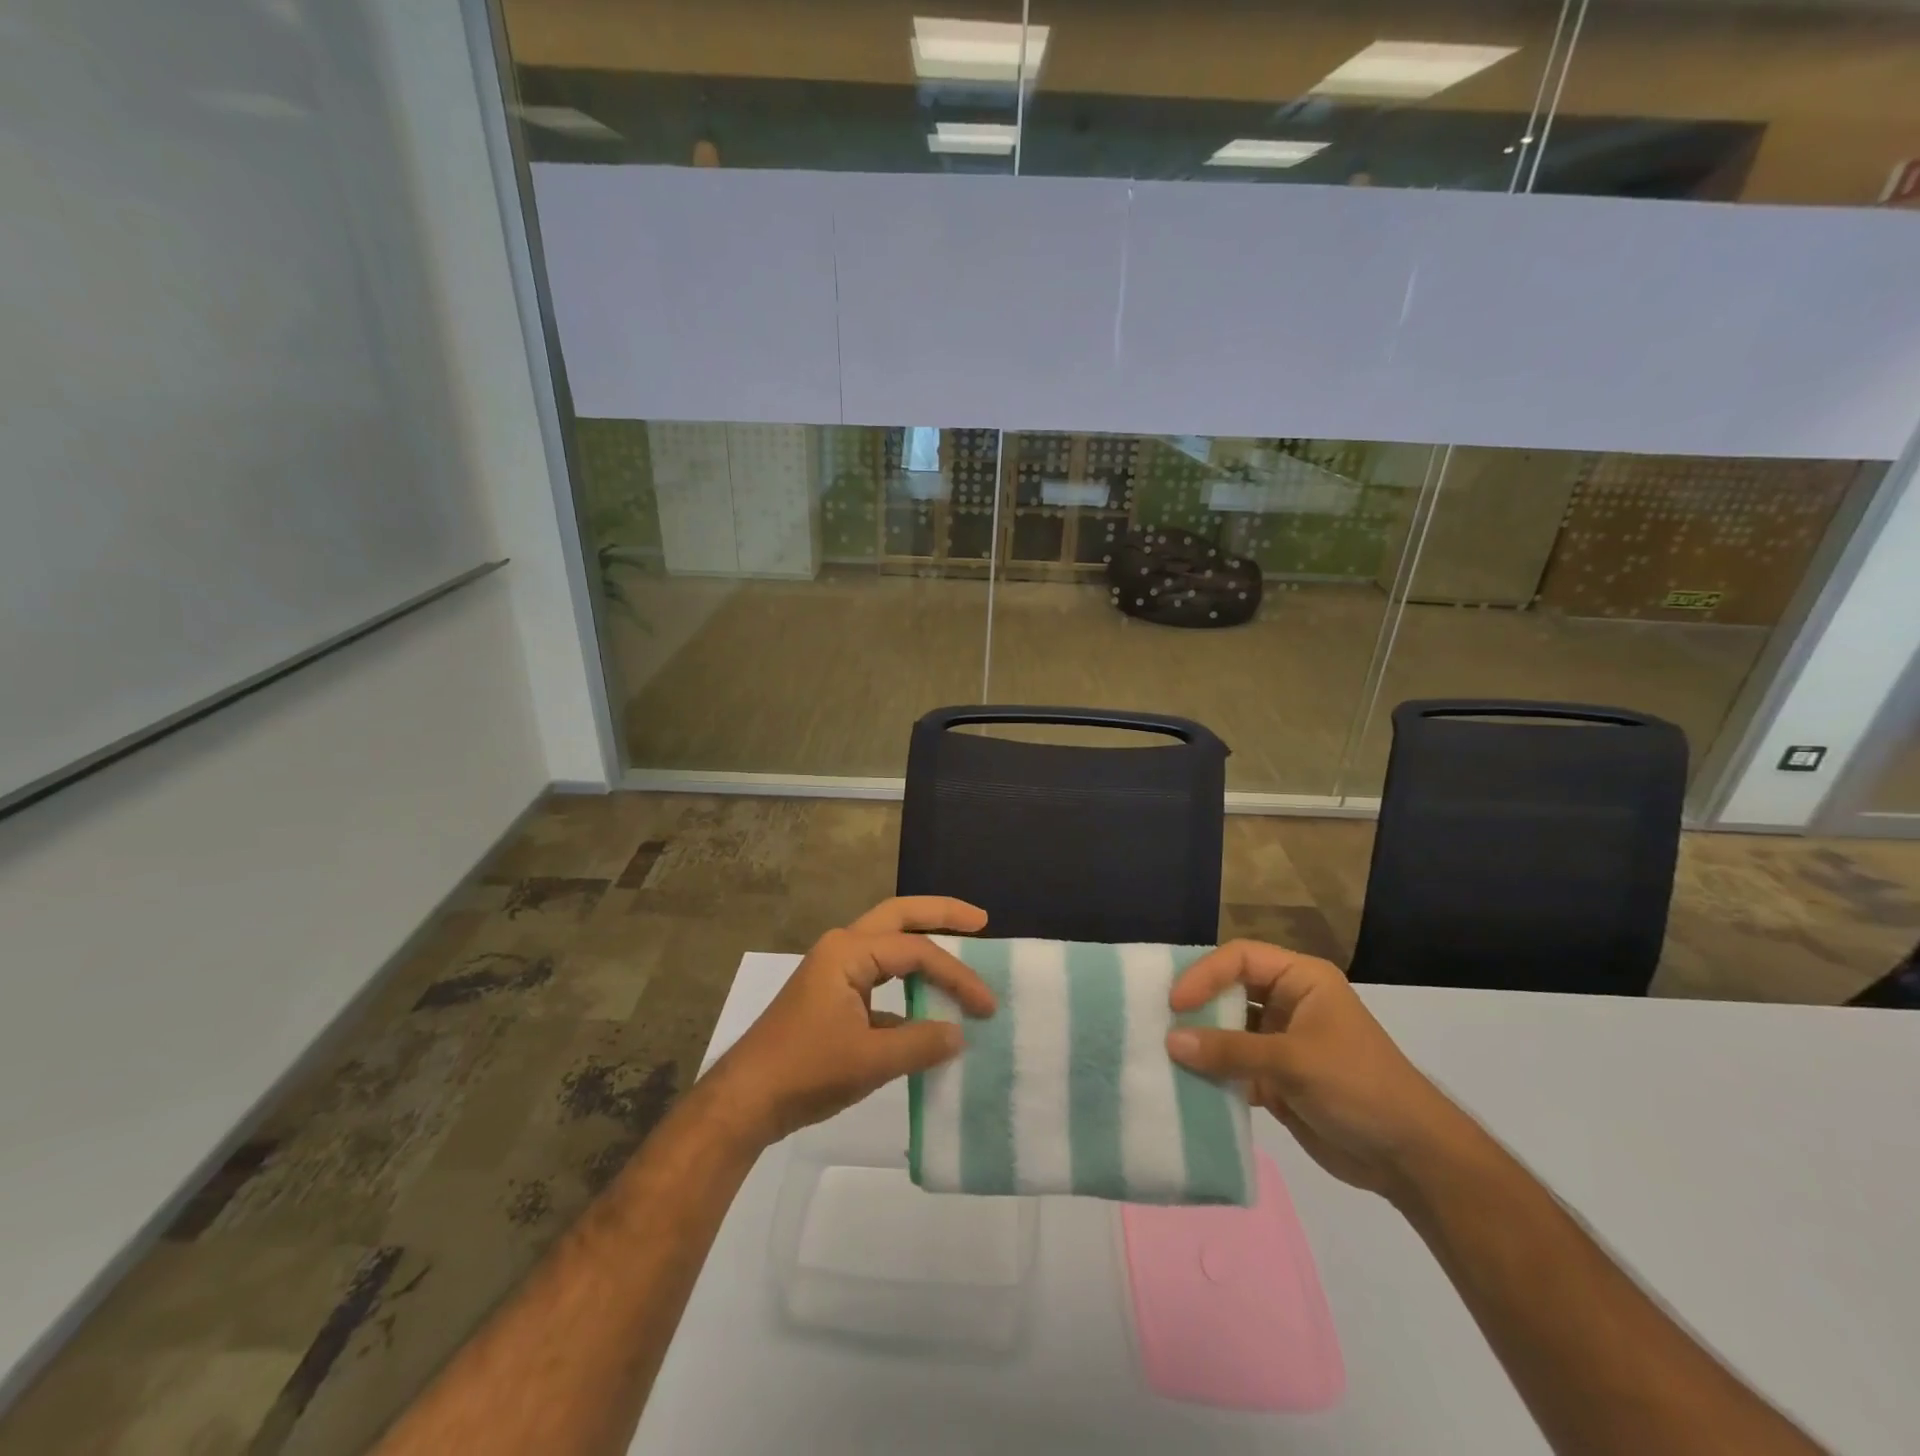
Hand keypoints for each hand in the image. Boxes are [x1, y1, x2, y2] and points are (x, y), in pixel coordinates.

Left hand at [700, 897, 995, 1147]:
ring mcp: (835, 971)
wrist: (745, 1100)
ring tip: (962, 945)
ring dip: (923, 944)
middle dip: (941, 914)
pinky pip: (879, 976)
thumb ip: (921, 1044)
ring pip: (888, 944)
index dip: (957, 975)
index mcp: (849, 951)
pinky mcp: (833, 996)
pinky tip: (927, 1006)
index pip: (917, 952)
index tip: (987, 1005)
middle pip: (899, 916)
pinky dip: (907, 983)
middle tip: (981, 921)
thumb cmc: (805, 1071)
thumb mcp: (870, 1061)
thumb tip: (959, 1034)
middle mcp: (842, 949)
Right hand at [1165, 941, 1473, 1199]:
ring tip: (1162, 1051)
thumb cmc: (1358, 1087)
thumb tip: (1170, 1041)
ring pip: (1227, 1030)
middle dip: (1196, 1006)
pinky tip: (1183, 1083)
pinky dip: (1210, 1074)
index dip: (1204, 974)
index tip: (1175, 1002)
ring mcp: (1280, 1041)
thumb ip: (1231, 1050)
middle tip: (1158, 1021)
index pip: (1240, 958)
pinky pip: (1232, 1067)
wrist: (1411, 1159)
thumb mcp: (1294, 1061)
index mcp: (1301, 979)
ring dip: (1200, 1042)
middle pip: (1229, 990)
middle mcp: (1287, 1002)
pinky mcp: (1275, 1078)